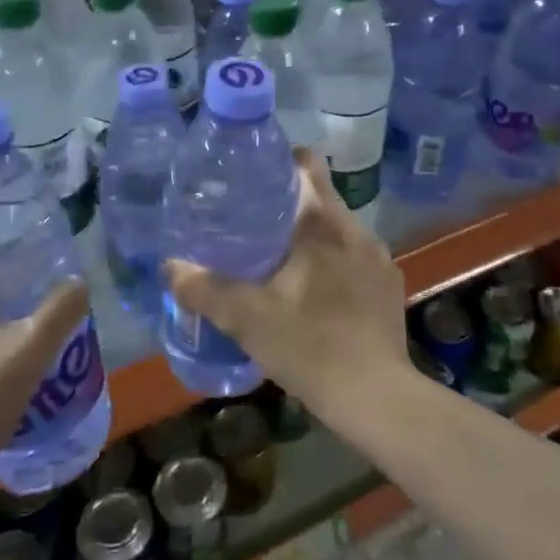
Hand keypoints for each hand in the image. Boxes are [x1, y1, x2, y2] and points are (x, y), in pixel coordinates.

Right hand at [165, 148, 410, 416]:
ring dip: (311, 236)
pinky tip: (314, 291)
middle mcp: (356, 229)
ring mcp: (378, 257)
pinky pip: (355, 257)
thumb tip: (170, 266)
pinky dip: (333, 262)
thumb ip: (205, 290)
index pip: (308, 165)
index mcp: (324, 223)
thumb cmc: (310, 346)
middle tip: (252, 221)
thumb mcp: (247, 319)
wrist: (376, 397)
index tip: (253, 176)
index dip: (281, 161)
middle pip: (320, 197)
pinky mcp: (389, 284)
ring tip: (279, 258)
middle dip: (288, 203)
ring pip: (337, 229)